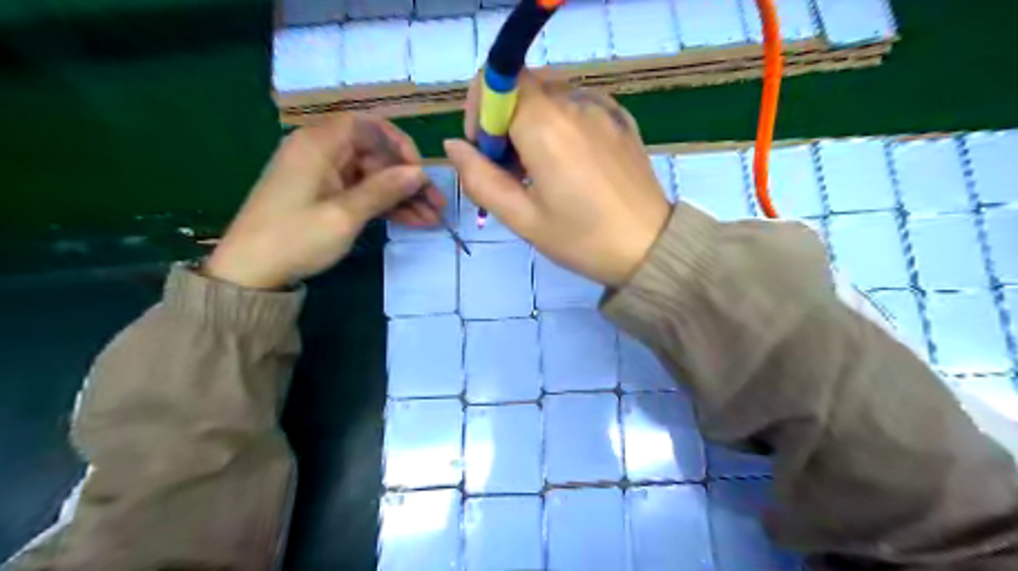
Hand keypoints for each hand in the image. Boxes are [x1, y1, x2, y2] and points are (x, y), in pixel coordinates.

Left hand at [208, 113, 442, 288]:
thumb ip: (384, 190)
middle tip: (437, 205)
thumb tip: (420, 173)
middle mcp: (322, 152)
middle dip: (408, 179)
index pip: (367, 126)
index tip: (419, 171)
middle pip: (375, 154)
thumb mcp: (344, 215)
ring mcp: (324, 176)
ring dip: (403, 197)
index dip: (399, 144)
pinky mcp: (326, 196)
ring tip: (433, 219)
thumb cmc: (295, 238)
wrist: (251, 272)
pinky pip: (363, 193)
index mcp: (318, 144)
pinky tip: (413, 221)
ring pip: (374, 177)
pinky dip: (386, 206)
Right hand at [448, 71, 674, 284]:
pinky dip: (559, 124)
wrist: (650, 248)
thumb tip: (453, 147)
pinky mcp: (620, 118)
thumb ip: (480, 179)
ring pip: (549, 96)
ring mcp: (602, 107)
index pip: (496, 80)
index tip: (486, 152)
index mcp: (546, 126)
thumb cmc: (582, 239)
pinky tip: (570, 164)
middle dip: (504, 121)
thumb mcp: (522, 218)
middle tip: (511, 170)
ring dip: (531, 123)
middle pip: (522, 87)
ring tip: (541, 172)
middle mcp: (575, 103)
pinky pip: (576, 105)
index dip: (480, 111)